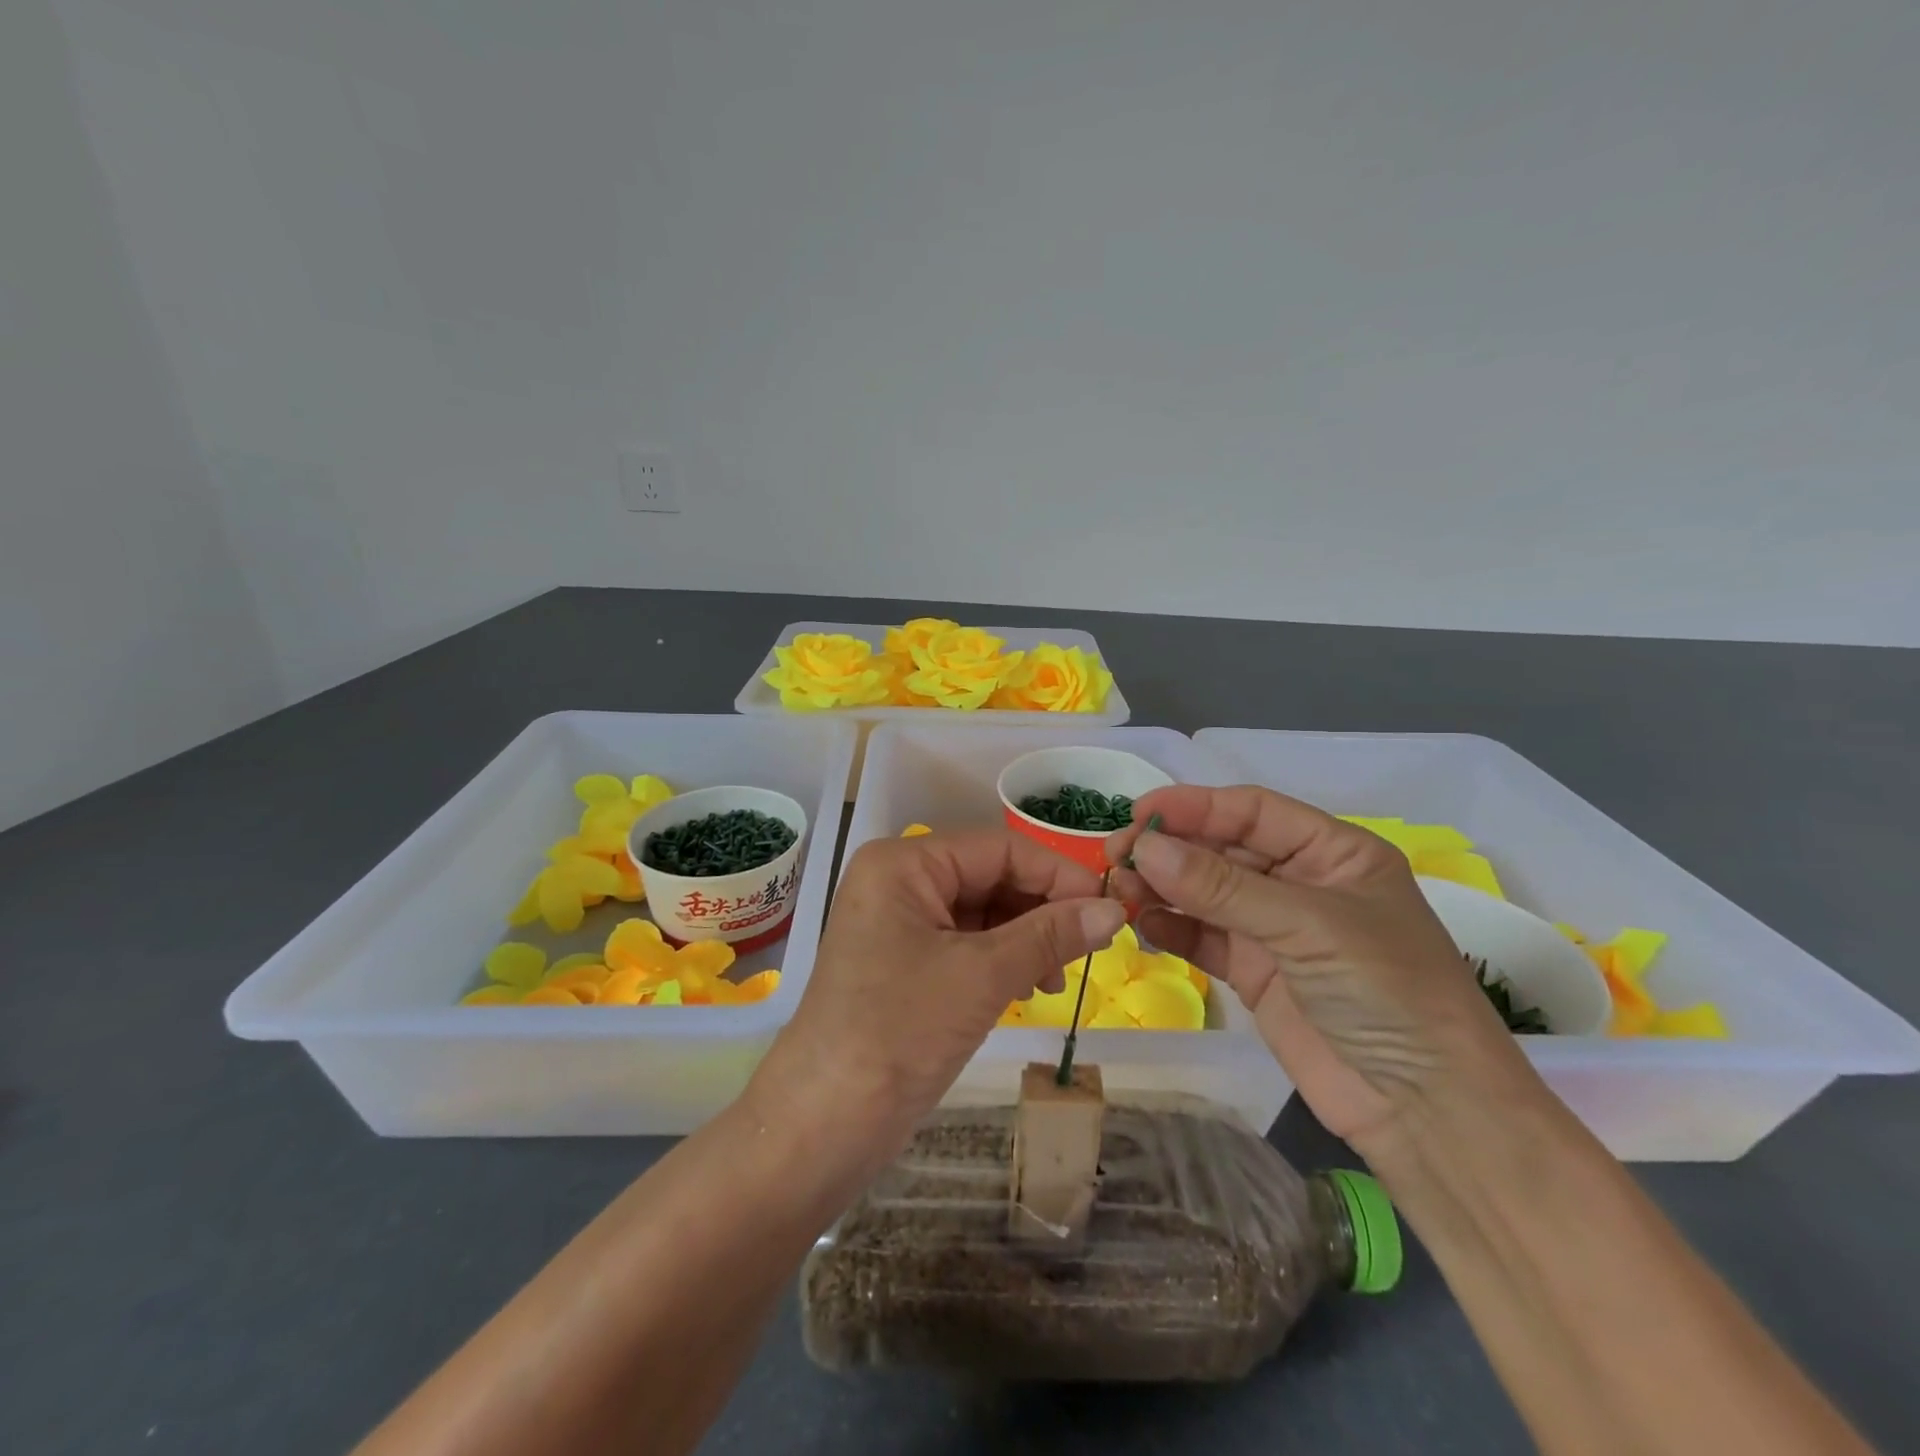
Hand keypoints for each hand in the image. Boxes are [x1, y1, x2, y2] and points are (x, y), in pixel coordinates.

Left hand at [747, 830, 1126, 1161]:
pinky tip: (1028, 988)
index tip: (1109, 907)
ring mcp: (899, 922)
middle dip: (1042, 911)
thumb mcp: (982, 975)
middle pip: (990, 877)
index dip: (1057, 874)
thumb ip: (1051, 935)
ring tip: (1056, 981)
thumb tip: (1114, 909)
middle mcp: (899, 880)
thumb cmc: (900, 1031)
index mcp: (904, 862)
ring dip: (1027, 939)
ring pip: (982, 912)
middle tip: (1089, 950)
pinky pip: (966, 943)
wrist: (824, 1122)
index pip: (999, 848)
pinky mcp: (904, 961)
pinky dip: (1002, 960)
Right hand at [1108, 786, 1531, 1153]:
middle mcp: (1301, 883)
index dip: (1196, 806)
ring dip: (1162, 887)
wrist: (1426, 1111)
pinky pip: (1203, 938)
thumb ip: (1222, 887)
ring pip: (1205, 893)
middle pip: (1222, 849)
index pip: (1252, 811)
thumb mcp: (1308, 926)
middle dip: (1170, 849)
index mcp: (1332, 852)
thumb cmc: (1386, 993)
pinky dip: (1172, 928)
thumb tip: (1146, 847)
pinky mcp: (1254, 974)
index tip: (1140, 814)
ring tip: (1120, 890)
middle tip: (1116, 856)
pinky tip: (1143, 924)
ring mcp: (1275, 930)